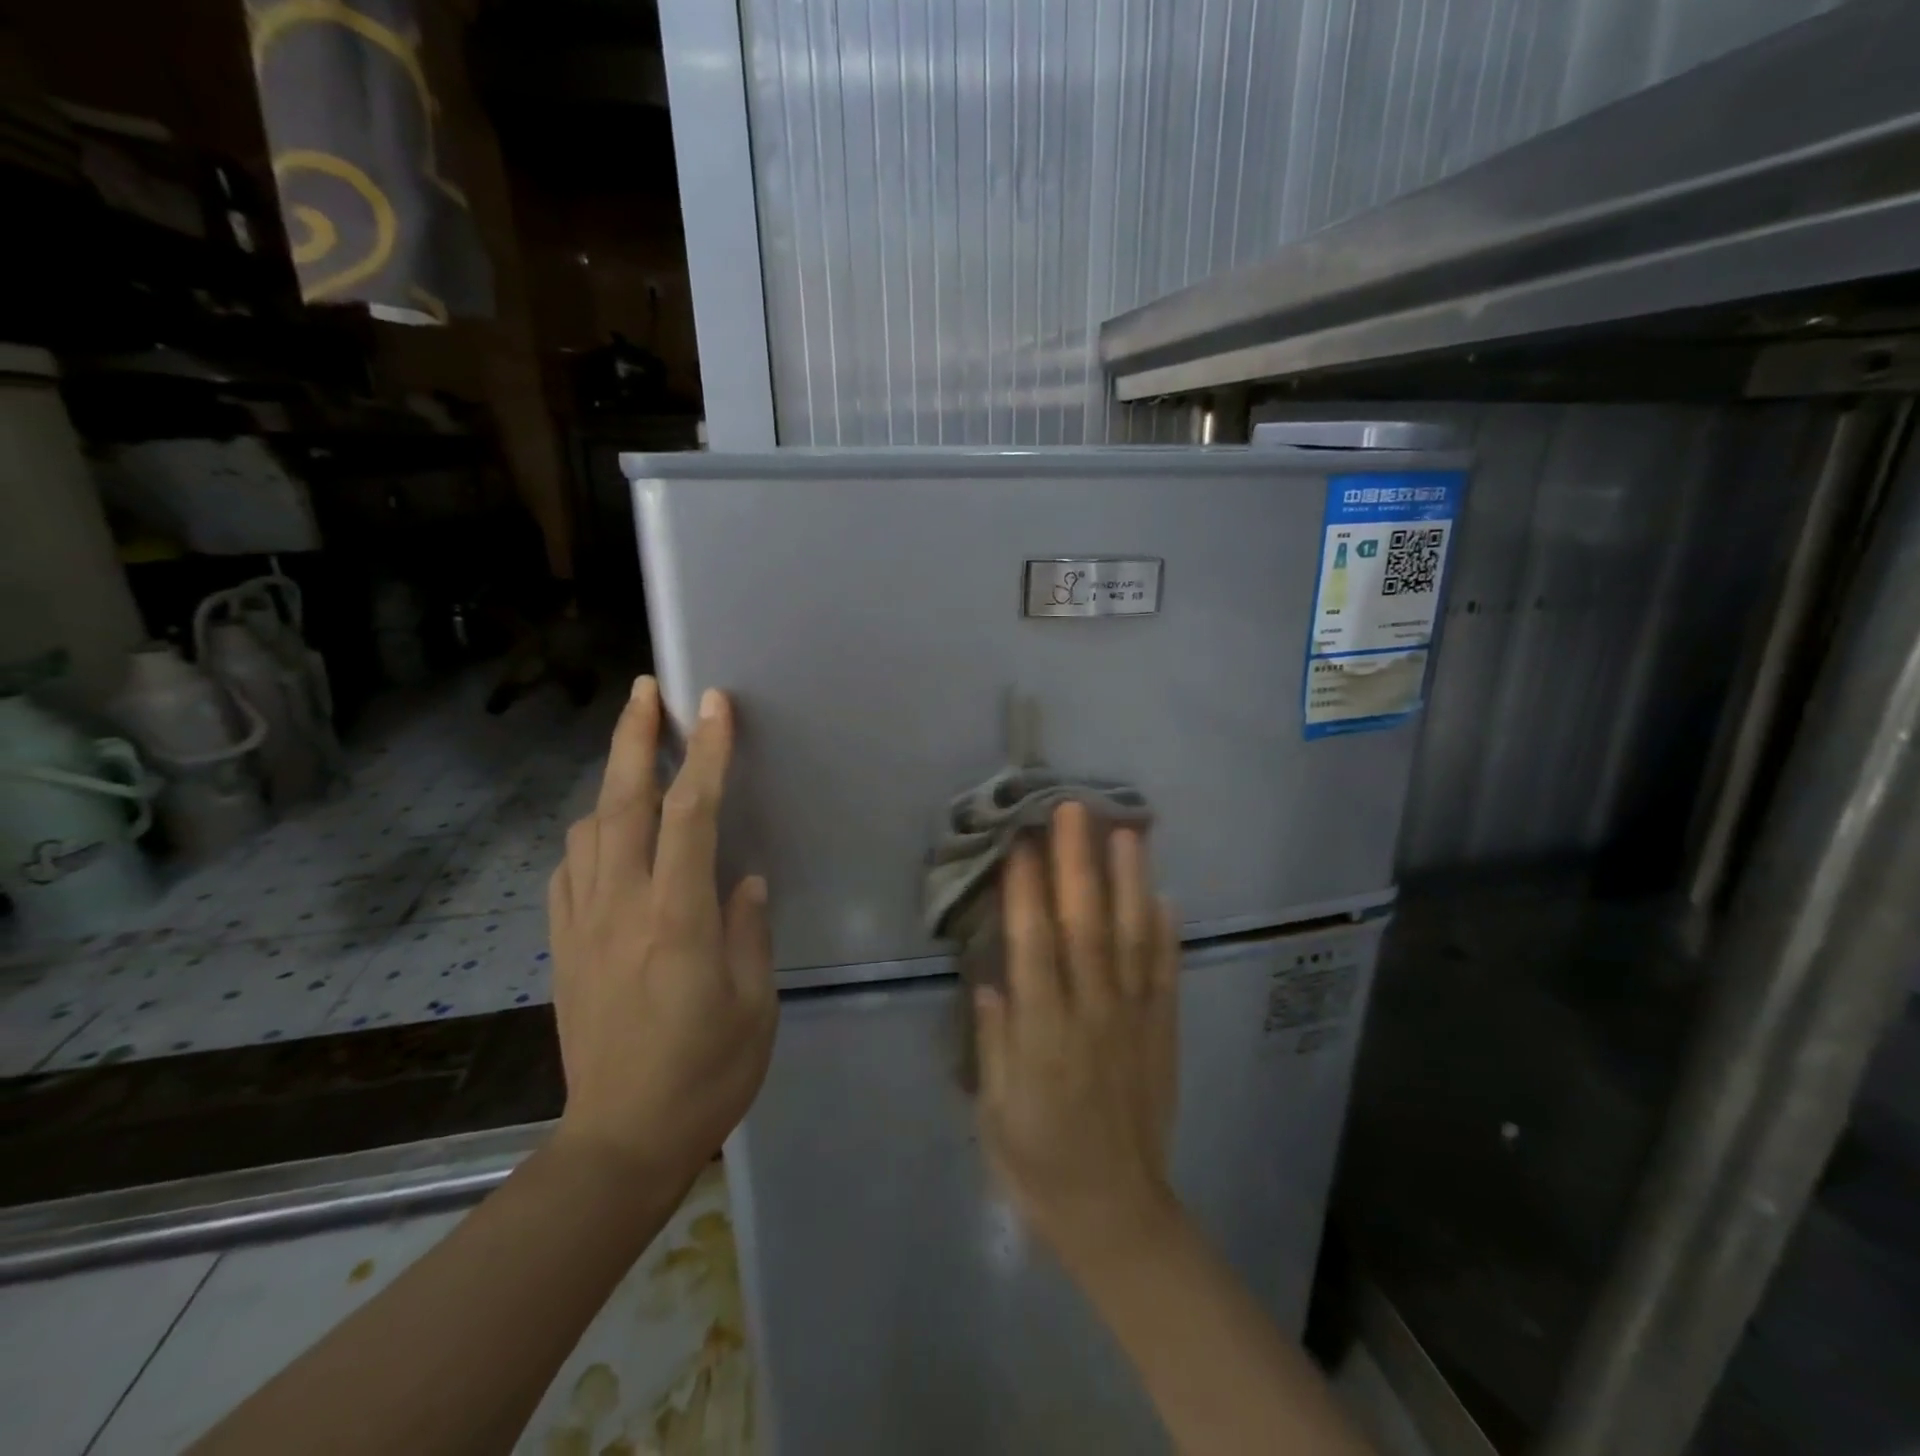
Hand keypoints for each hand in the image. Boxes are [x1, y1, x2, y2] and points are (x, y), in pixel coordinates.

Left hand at [547, 677, 775, 1187]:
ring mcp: (582, 926)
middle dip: (634, 738)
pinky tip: (608, 836)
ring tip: (638, 759)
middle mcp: (621, 909)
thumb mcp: (754, 1004)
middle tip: (647, 690)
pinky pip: (568, 872)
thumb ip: (749, 931)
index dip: (704, 754)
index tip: (714, 706)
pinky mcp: (561, 948)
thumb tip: (744, 881)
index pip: (690, 815)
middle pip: (622, 803)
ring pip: (587, 830)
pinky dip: (589, 836)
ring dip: (611, 782)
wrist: (619, 1142)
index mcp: (677, 920)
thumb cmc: (705, 1074)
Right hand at [974, 802, 1182, 1260]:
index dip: (1025, 892)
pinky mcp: (1163, 1033)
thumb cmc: (1038, 1163)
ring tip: (1127, 831)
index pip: (1033, 948)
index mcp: (1043, 1036)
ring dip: (1130, 883)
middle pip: (1085, 927)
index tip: (1019, 842)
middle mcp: (1092, 1016)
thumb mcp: (996, 1112)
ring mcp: (1134, 1021)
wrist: (1116, 1214)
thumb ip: (993, 1043)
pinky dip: (1167, 934)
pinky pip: (1167, 975)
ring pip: (1133, 940)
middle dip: (1078, 864)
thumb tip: (989, 979)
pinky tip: (1166, 895)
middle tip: (1073, 808)